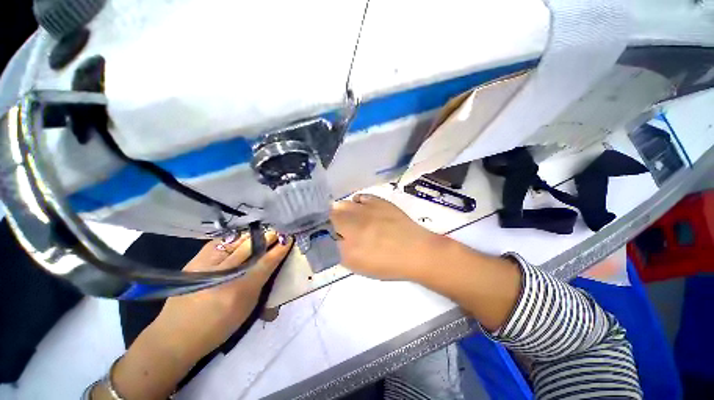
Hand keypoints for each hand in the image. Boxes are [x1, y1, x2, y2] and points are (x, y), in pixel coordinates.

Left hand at [151, 231, 292, 360]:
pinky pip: (219, 242)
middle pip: (250, 248)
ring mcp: (206, 265)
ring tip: (262, 232)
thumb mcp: (246, 309)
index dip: (279, 249)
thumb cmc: (218, 326)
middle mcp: (223, 275)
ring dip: (252, 235)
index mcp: (239, 291)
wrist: (175, 336)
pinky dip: (233, 238)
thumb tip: (271, 263)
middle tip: (277, 231)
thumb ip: (260, 283)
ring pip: (235, 241)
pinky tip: (239, 238)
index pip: (266, 263)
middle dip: (267, 237)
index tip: (288, 238)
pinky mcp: (194, 261)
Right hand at [330, 194, 442, 280]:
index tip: (320, 233)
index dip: (318, 232)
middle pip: (329, 216)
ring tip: (348, 217)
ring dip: (340, 210)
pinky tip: (360, 208)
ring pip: (342, 205)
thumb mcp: (359, 266)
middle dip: (327, 220)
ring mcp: (365, 210)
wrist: (415, 251)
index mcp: (346, 246)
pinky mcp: (377, 201)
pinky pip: (359, 197)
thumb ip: (340, 253)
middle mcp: (352, 225)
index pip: (322, 234)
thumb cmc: (388, 265)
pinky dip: (356, 202)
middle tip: (333, 225)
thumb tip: (331, 241)